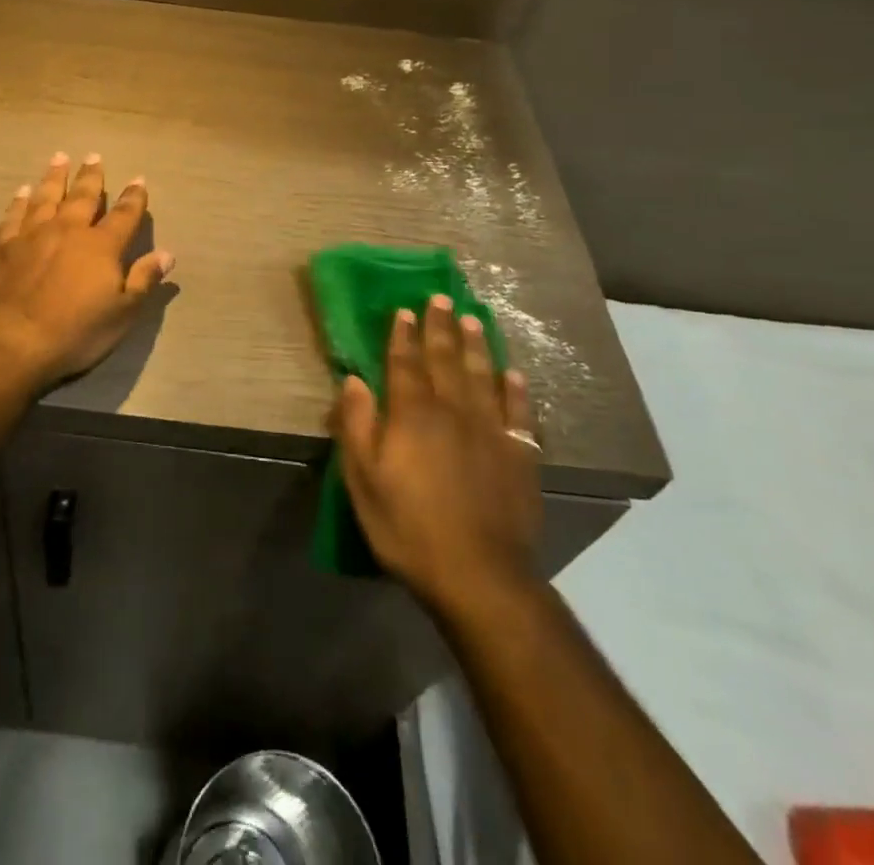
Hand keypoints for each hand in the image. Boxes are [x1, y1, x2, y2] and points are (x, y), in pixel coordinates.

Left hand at [0, 152, 173, 388]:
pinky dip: (20, 201)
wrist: (12, 339)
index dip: (134, 198)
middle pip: (82, 196)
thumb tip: (167, 254)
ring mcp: (32, 234)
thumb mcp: (122, 313)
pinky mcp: (4, 246)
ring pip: (46, 197)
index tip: (139, 179)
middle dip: (91, 176)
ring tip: (60, 158)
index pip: (123, 215)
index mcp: (101, 246)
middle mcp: (68, 230)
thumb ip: (144, 280)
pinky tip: (22, 191)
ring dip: (54, 177)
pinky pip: (14, 215)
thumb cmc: (75, 331)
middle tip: (94, 156)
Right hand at [329, 295, 542, 619]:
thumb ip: (357, 426)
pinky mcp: (519, 454)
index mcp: (413, 415)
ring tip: (472, 319)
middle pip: (445, 360)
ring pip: (482, 375)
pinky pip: (518, 411)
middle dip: (440, 327)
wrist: (480, 576)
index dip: (403, 335)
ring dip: (476, 345)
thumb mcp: (364, 481)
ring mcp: (491, 430)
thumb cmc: (409, 528)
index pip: (405, 363)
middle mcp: (453, 411)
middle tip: (440, 297)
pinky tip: (512, 373)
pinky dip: (516, 389)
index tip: (404, 310)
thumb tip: (354, 380)